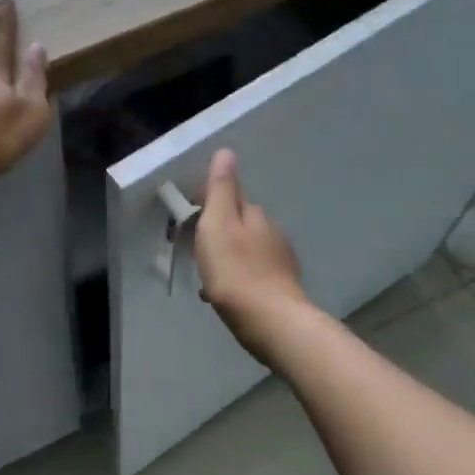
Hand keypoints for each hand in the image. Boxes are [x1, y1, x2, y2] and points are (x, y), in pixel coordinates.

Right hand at [194, 148, 310, 362]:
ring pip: (248, 251)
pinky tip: (225, 296)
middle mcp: (273, 234)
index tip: (192, 218)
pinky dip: (239, 280)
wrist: (271, 322)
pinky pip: (253, 276)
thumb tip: (227, 151)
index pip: (234, 198)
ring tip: (209, 275)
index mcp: (256, 216)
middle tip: (197, 249)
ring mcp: (281, 263)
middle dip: (222, 232)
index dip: (213, 204)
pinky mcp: (282, 290)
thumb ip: (221, 190)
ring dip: (230, 258)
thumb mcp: (218, 224)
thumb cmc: (236, 272)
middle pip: (243, 225)